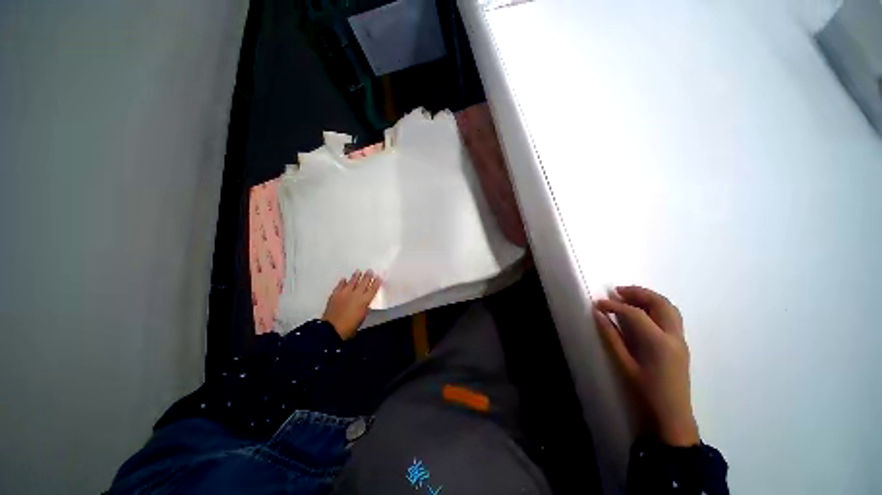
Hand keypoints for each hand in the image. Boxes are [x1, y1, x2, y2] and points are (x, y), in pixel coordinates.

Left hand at [322, 270, 381, 339]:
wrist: (332, 329)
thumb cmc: (350, 327)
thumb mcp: (362, 317)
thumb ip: (364, 308)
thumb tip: (365, 303)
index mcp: (364, 301)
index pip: (373, 289)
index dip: (376, 283)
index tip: (378, 277)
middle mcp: (356, 294)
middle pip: (363, 283)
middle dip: (367, 276)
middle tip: (370, 270)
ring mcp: (345, 293)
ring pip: (352, 282)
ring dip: (356, 276)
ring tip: (358, 271)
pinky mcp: (335, 295)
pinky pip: (340, 286)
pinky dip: (342, 282)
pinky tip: (344, 279)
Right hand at [593, 286, 699, 446]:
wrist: (672, 416)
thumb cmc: (645, 393)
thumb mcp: (624, 364)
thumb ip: (611, 336)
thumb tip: (598, 314)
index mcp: (659, 343)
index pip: (635, 313)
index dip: (615, 305)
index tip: (598, 303)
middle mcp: (674, 336)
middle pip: (660, 303)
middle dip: (637, 293)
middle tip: (617, 291)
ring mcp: (680, 340)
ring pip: (669, 308)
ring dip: (649, 298)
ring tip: (628, 297)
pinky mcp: (681, 344)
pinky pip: (671, 317)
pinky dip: (656, 307)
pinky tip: (642, 312)